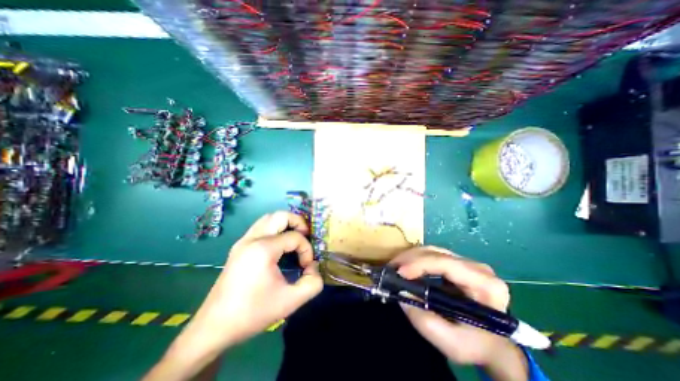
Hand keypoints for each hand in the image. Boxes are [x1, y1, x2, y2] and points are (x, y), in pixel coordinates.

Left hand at [199, 212, 322, 346]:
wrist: (214, 328)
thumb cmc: (252, 313)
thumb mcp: (290, 302)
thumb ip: (312, 283)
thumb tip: (314, 267)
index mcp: (263, 249)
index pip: (295, 237)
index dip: (307, 249)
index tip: (307, 267)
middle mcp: (252, 239)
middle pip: (280, 215)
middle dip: (298, 222)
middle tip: (306, 236)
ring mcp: (243, 241)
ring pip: (268, 218)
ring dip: (285, 223)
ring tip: (294, 237)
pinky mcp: (239, 247)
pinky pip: (260, 227)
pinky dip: (274, 229)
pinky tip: (279, 245)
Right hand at [388, 247, 525, 374]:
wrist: (493, 344)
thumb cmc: (477, 345)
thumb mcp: (452, 343)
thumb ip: (425, 321)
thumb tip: (401, 294)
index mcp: (485, 285)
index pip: (447, 264)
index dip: (420, 264)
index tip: (399, 273)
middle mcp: (477, 267)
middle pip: (437, 253)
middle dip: (410, 258)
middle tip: (391, 268)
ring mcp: (467, 263)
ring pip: (432, 251)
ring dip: (410, 257)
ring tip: (394, 267)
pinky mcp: (457, 263)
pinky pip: (432, 255)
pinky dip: (415, 260)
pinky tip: (405, 267)